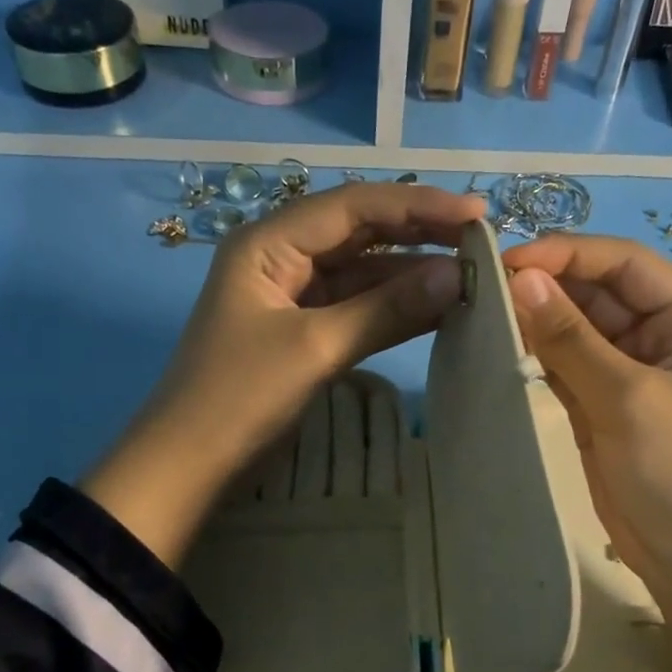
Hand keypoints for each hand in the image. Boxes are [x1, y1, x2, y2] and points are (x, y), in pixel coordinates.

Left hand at [84, 182, 485, 567]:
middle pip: (360, 233)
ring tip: (472, 275)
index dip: (418, 205)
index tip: (477, 215)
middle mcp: (282, 257)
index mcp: (270, 242)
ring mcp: (293, 297)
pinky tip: (437, 308)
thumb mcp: (316, 348)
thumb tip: (457, 277)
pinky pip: (356, 309)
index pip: (353, 207)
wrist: (190, 465)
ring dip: (411, 274)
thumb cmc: (240, 397)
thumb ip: (386, 309)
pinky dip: (394, 309)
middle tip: (482, 241)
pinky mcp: (304, 333)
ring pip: (362, 273)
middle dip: (419, 234)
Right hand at [503, 235, 671, 671]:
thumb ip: (571, 337)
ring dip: (536, 322)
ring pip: (577, 331)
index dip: (568, 255)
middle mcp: (664, 338)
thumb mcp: (627, 398)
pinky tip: (499, 348)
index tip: (507, 261)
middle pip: (598, 294)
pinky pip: (567, 368)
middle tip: (482, 289)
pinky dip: (537, 358)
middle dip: (546, 288)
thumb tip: (519, 278)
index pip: (626, 265)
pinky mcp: (604, 409)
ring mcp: (631, 375)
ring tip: (481, 313)